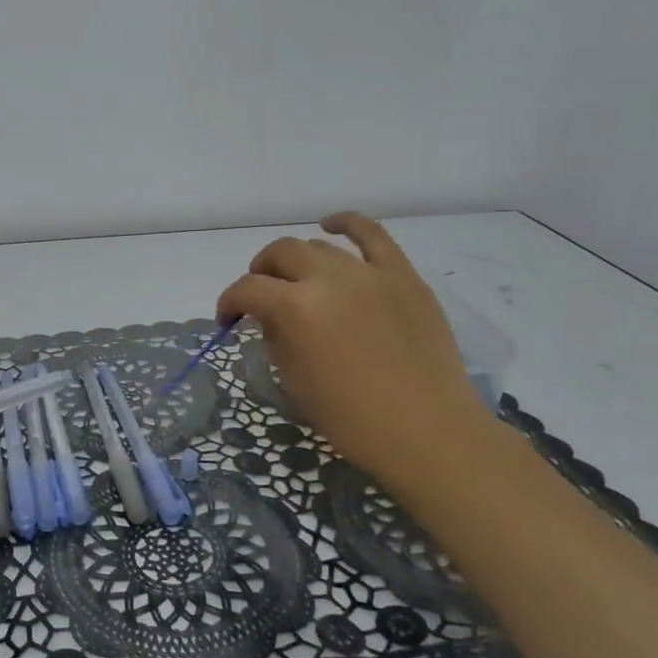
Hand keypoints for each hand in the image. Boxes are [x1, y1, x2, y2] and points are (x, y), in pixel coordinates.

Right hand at [217, 212, 494, 487]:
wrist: (429, 433)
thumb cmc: (353, 420)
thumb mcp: (295, 383)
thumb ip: (276, 339)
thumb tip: (271, 318)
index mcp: (296, 310)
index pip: (248, 290)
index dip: (229, 302)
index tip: (228, 319)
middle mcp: (328, 279)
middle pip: (280, 254)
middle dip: (260, 273)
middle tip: (261, 296)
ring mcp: (369, 273)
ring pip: (319, 246)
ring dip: (298, 260)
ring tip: (298, 279)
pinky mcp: (403, 275)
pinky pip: (373, 235)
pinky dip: (347, 224)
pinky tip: (332, 226)